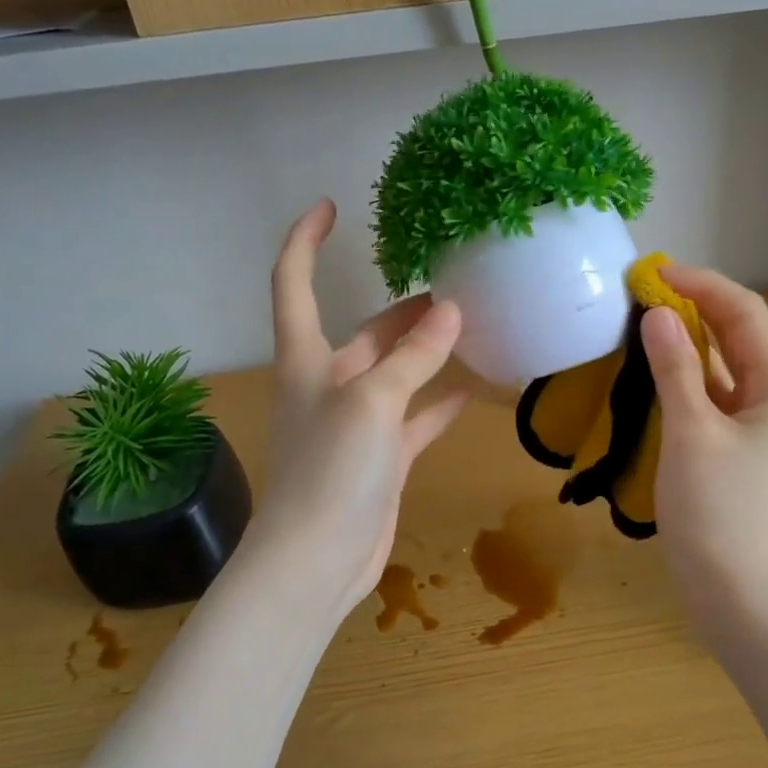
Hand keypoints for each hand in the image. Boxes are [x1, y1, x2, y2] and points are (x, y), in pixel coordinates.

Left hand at [243, 199, 469, 617]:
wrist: (316, 562)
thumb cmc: (330, 472)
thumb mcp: (372, 403)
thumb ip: (413, 357)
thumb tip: (451, 311)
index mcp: (307, 361)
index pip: (293, 284)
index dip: (305, 241)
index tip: (329, 205)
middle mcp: (328, 386)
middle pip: (364, 332)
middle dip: (401, 309)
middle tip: (451, 286)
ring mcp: (357, 425)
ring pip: (396, 374)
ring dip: (426, 352)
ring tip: (469, 327)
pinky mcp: (381, 460)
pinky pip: (415, 420)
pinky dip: (440, 404)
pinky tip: (474, 391)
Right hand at [641, 266, 767, 612]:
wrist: (734, 589)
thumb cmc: (716, 510)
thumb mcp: (691, 432)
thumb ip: (675, 368)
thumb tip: (658, 312)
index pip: (744, 312)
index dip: (701, 284)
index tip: (652, 273)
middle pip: (738, 332)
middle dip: (694, 305)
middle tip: (642, 292)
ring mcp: (757, 420)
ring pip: (723, 361)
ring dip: (688, 336)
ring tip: (643, 319)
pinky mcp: (735, 442)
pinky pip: (712, 391)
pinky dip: (685, 371)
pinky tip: (654, 366)